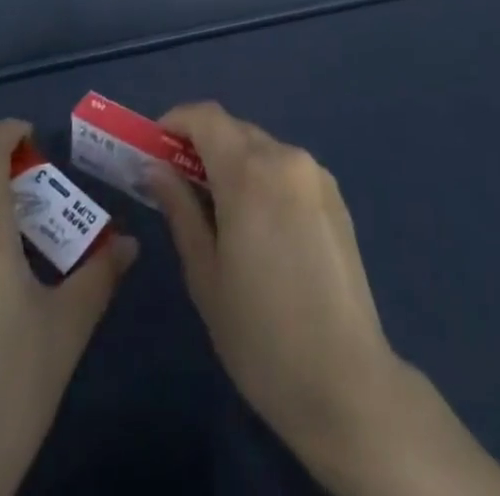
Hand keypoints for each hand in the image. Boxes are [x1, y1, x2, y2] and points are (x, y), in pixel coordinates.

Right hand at [151, 103, 499, 495]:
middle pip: (235, 130)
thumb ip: (180, 209)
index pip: (206, 116)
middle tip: (177, 185)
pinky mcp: (336, 197)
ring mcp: (317, 175)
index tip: (154, 149)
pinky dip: (263, 178)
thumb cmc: (261, 335)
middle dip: (202, 146)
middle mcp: (287, 158)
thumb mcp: (205, 274)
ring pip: (262, 149)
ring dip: (234, 163)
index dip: (176, 122)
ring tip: (217, 212)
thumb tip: (155, 169)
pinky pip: (288, 169)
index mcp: (250, 171)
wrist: (346, 382)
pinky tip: (259, 227)